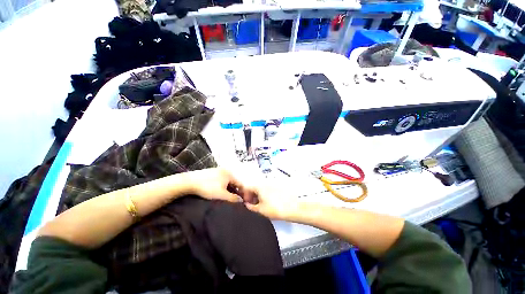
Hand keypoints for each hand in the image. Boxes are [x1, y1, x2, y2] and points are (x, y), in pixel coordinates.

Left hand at [185, 167, 244, 202]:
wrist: (189, 182)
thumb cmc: (207, 188)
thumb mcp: (221, 195)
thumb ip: (233, 198)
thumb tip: (241, 201)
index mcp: (230, 174)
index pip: (240, 184)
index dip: (242, 193)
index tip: (242, 201)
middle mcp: (225, 170)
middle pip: (234, 182)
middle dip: (235, 191)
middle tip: (234, 200)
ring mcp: (218, 170)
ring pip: (227, 181)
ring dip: (228, 189)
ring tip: (226, 197)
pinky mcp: (211, 172)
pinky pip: (221, 180)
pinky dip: (222, 186)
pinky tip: (218, 192)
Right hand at [242, 180, 300, 220]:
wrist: (293, 208)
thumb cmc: (275, 209)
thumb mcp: (260, 210)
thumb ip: (251, 206)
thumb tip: (247, 204)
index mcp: (259, 187)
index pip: (248, 187)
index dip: (245, 195)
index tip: (247, 202)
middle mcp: (265, 183)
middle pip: (255, 187)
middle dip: (252, 195)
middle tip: (253, 204)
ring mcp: (273, 184)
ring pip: (262, 188)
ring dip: (259, 194)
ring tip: (262, 204)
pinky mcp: (279, 186)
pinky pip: (269, 188)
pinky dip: (266, 194)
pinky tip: (270, 201)